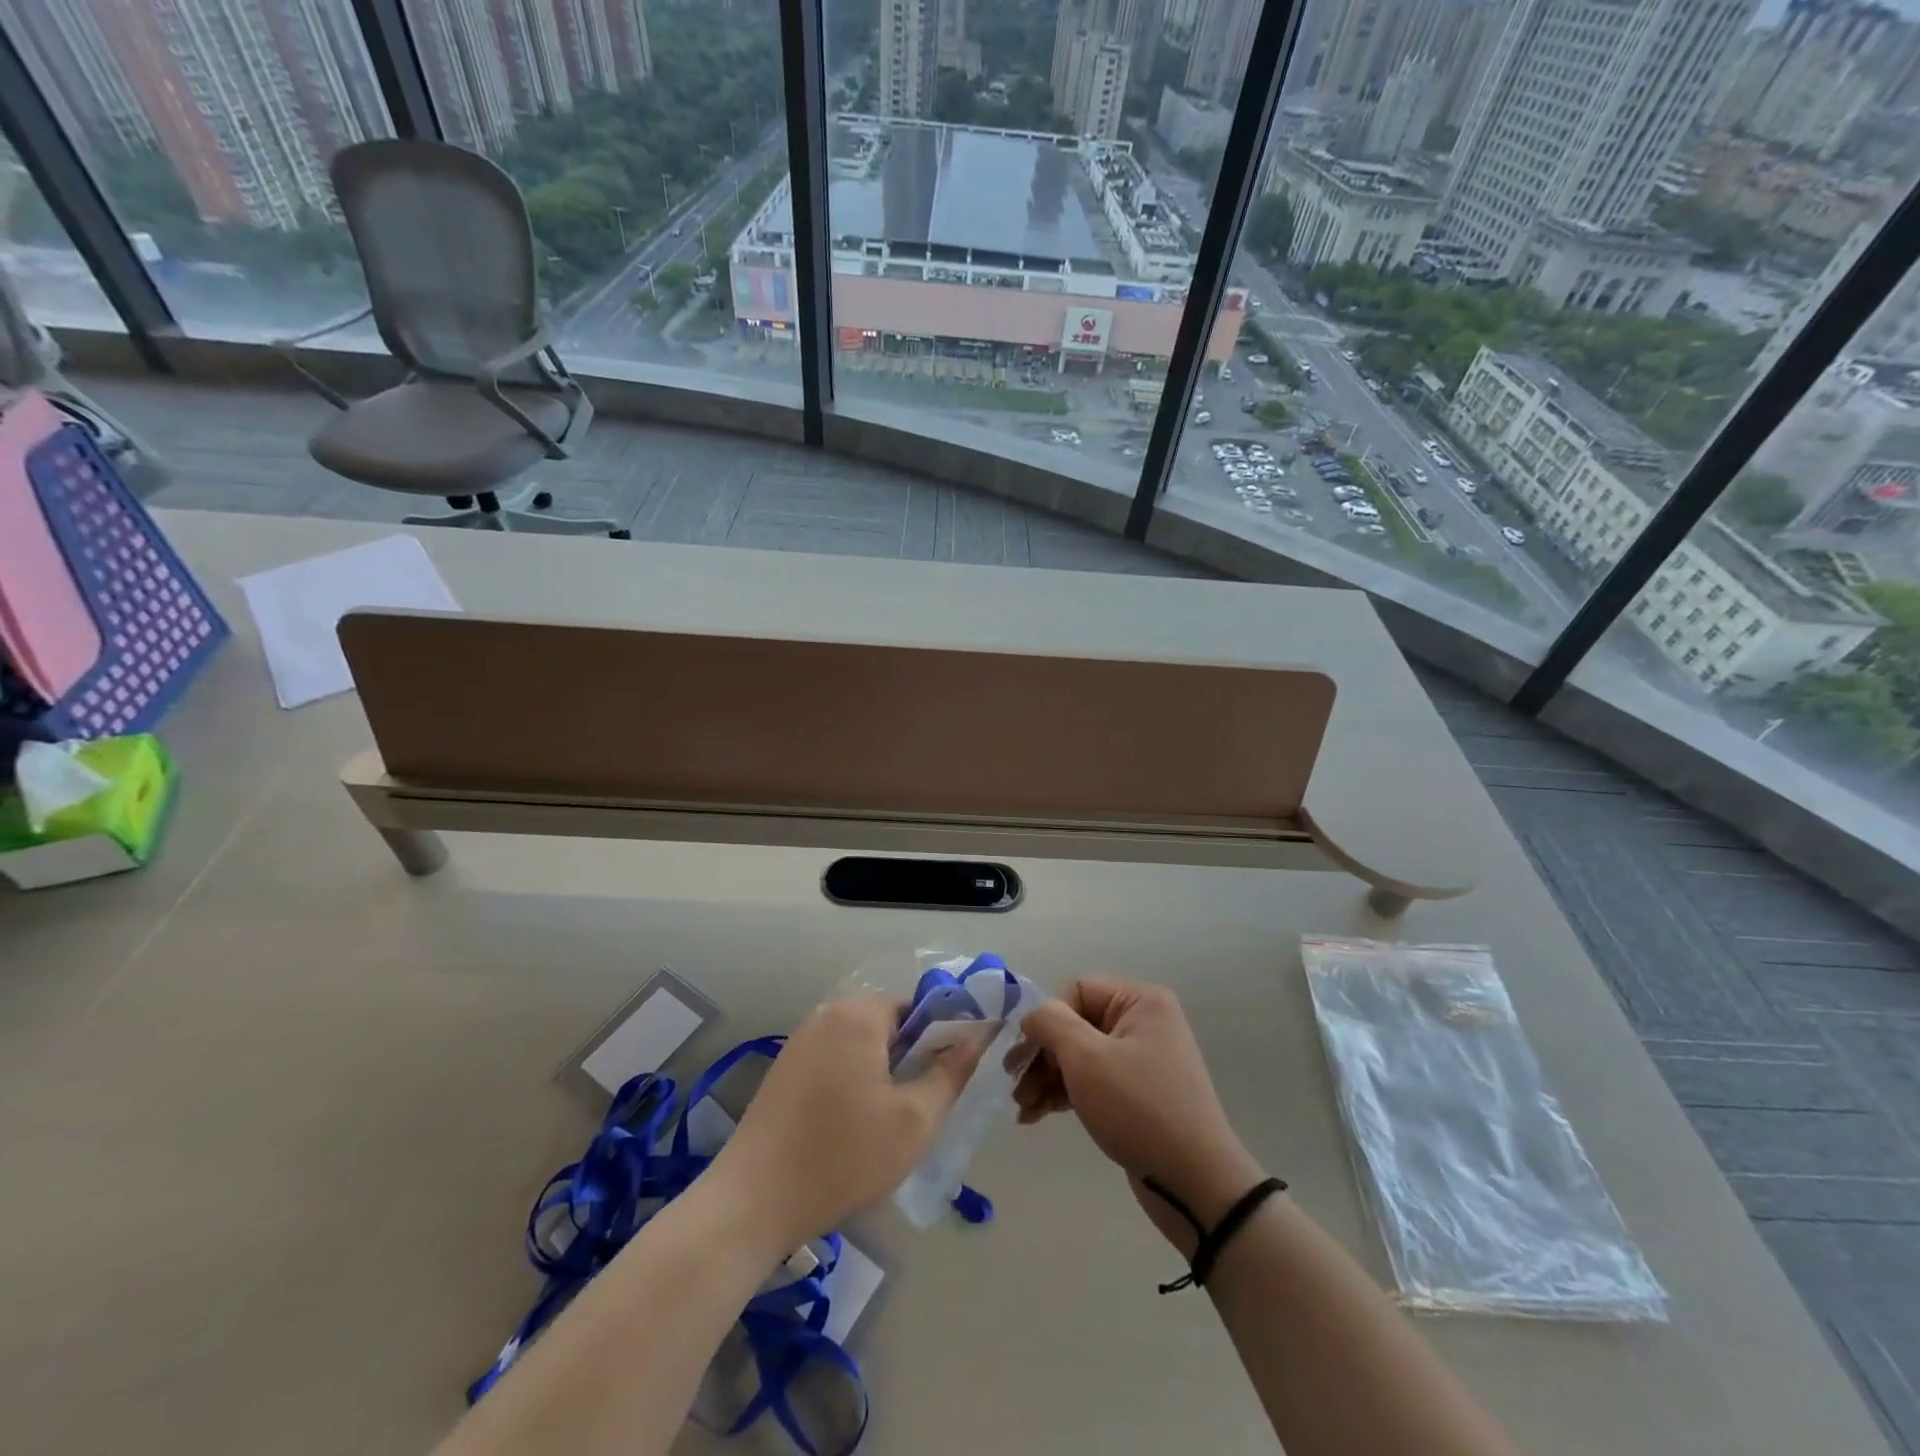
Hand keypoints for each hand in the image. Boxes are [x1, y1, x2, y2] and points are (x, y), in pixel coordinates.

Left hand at [708, 994, 983, 1253]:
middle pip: (889, 1023)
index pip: (917, 1004)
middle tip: (923, 1107)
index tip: (950, 1078)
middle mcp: (827, 1014)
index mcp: (859, 1014)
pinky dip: (854, 1083)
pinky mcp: (785, 1070)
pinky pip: (836, 1061)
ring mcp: (801, 1041)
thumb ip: (951, 1072)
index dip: (942, 1037)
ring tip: (890, 1124)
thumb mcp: (914, 1120)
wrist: (753, 1202)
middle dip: (912, 1058)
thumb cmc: (843, 1156)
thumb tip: (977, 1037)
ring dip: (883, 1073)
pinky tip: (854, 1129)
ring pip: (862, 1045)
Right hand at [1013, 977, 1265, 1252]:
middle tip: (1015, 1087)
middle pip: (1076, 1023)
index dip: (1047, 1019)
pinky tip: (1038, 1115)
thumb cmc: (1138, 1109)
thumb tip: (1032, 1016)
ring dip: (1047, 1077)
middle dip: (1042, 1055)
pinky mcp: (1137, 1093)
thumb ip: (1051, 1023)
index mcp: (1140, 1001)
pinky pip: (1093, 1080)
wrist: (1195, 1183)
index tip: (1025, 1056)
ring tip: (1023, 1108)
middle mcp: (1144, 1021)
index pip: (1077, 990)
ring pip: (1080, 1055)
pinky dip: (1065, 1093)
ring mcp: (1142, 1059)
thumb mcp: (1087, 1058)